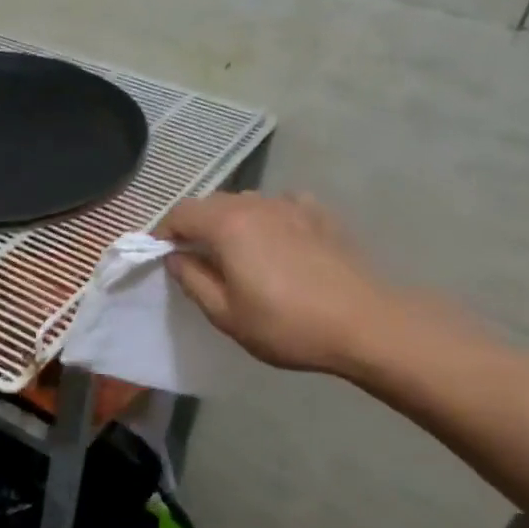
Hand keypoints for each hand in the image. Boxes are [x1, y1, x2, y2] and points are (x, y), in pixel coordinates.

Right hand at [159, 192, 407, 376]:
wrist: (365, 323)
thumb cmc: (286, 324)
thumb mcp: (225, 314)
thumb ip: (192, 280)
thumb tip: (175, 257)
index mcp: (227, 225)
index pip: (181, 213)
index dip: (164, 233)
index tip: (163, 258)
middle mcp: (256, 204)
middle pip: (212, 203)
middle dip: (196, 226)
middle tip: (195, 260)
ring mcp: (292, 205)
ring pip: (246, 203)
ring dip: (230, 222)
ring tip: (236, 254)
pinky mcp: (320, 215)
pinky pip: (280, 206)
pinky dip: (267, 219)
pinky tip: (276, 243)